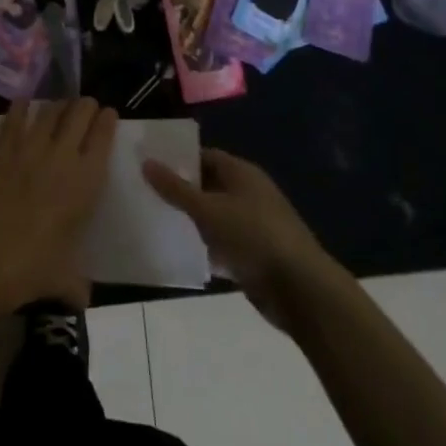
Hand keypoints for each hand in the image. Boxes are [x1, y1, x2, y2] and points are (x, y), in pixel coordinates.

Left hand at [0, 98, 116, 317]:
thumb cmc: (31, 269)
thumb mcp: (64, 279)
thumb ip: (77, 284)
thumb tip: (81, 299)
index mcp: (85, 182)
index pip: (103, 137)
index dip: (107, 121)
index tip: (108, 114)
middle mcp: (61, 157)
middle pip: (78, 114)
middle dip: (84, 106)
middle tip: (85, 106)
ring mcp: (29, 150)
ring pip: (49, 112)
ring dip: (57, 105)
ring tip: (60, 105)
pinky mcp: (1, 151)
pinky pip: (14, 120)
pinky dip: (21, 107)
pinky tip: (23, 103)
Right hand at [142, 148, 338, 333]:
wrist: (300, 289)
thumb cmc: (252, 237)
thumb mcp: (208, 210)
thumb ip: (175, 188)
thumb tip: (146, 162)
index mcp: (242, 173)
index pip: (205, 156)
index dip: (178, 159)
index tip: (149, 165)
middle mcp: (249, 194)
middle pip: (209, 185)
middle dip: (181, 190)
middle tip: (145, 192)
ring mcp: (254, 225)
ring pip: (215, 216)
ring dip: (191, 220)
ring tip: (155, 220)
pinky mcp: (254, 254)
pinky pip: (223, 243)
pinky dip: (205, 246)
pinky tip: (180, 251)